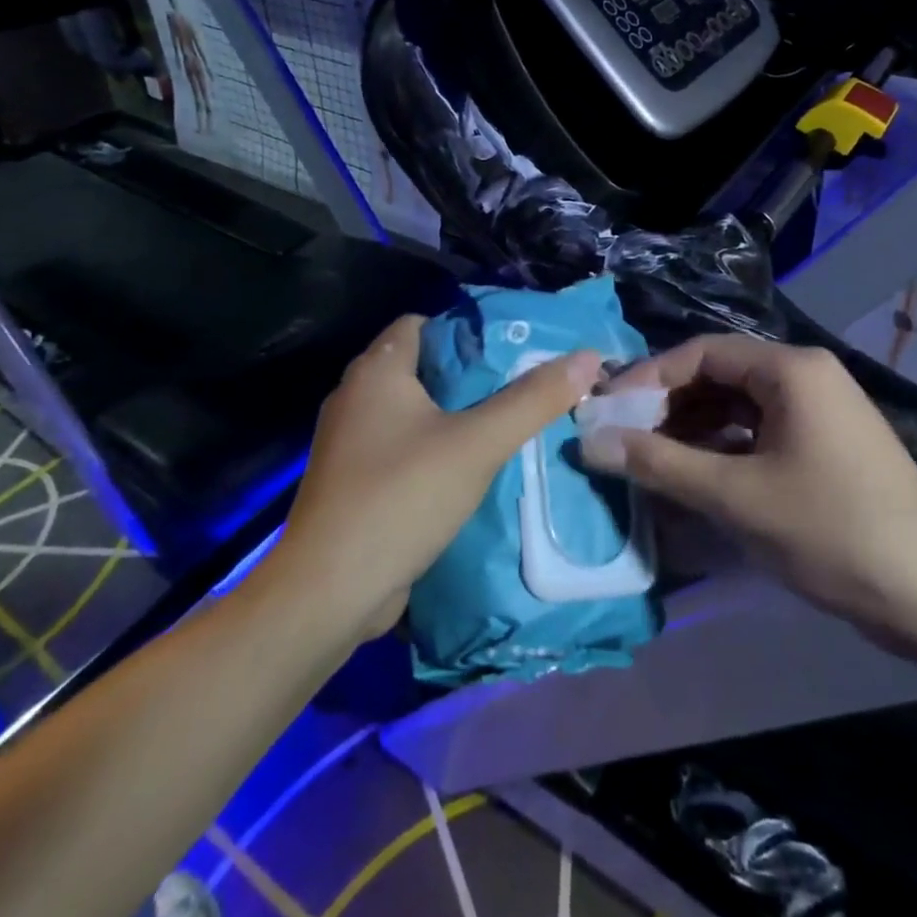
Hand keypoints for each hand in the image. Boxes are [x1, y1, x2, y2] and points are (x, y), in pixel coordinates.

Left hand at [274, 314, 602, 635]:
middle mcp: (356, 398)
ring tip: (507, 425)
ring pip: (414, 412)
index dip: (467, 331)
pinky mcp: (355, 483)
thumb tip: (587, 358)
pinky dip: (435, 450)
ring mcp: (351, 443)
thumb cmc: (401, 497)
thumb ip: (533, 400)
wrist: (329, 592)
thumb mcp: (478, 444)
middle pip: (423, 367)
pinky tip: (472, 469)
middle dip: (471, 376)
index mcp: (377, 371)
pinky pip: (403, 449)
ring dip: (456, 417)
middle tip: (522, 387)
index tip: (512, 349)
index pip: (423, 323)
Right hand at [583, 335, 916, 649]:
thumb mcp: (736, 497)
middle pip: (720, 377)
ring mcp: (821, 412)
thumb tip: (592, 442)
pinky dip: (724, 451)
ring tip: (651, 463)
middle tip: (624, 440)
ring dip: (693, 432)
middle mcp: (807, 377)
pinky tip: (696, 479)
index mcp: (791, 370)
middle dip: (669, 407)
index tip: (608, 412)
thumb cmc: (832, 531)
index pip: (702, 354)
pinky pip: (761, 433)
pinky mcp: (827, 446)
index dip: (649, 379)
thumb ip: (659, 464)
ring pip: (739, 408)